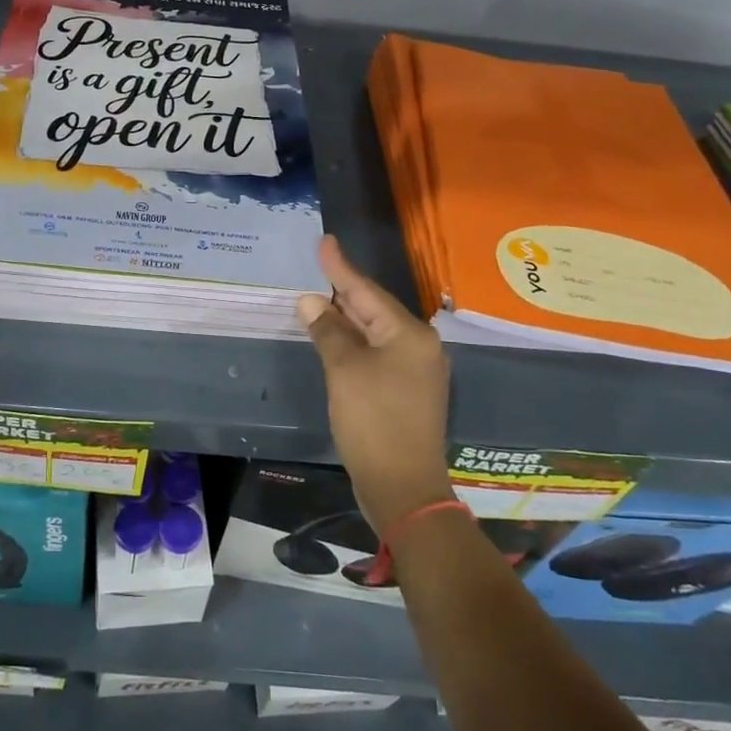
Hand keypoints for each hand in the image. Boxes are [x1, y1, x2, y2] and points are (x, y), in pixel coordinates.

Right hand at [297, 235, 454, 533]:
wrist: (404, 489)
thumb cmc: (374, 422)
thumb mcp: (344, 371)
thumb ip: (328, 331)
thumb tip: (311, 301)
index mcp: (409, 334)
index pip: (366, 291)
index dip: (340, 267)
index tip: (325, 241)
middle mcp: (419, 346)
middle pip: (374, 309)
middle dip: (343, 290)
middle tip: (318, 265)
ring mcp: (415, 371)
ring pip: (375, 332)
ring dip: (346, 317)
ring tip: (320, 295)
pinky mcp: (406, 391)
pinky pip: (377, 353)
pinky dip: (354, 342)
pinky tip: (335, 336)